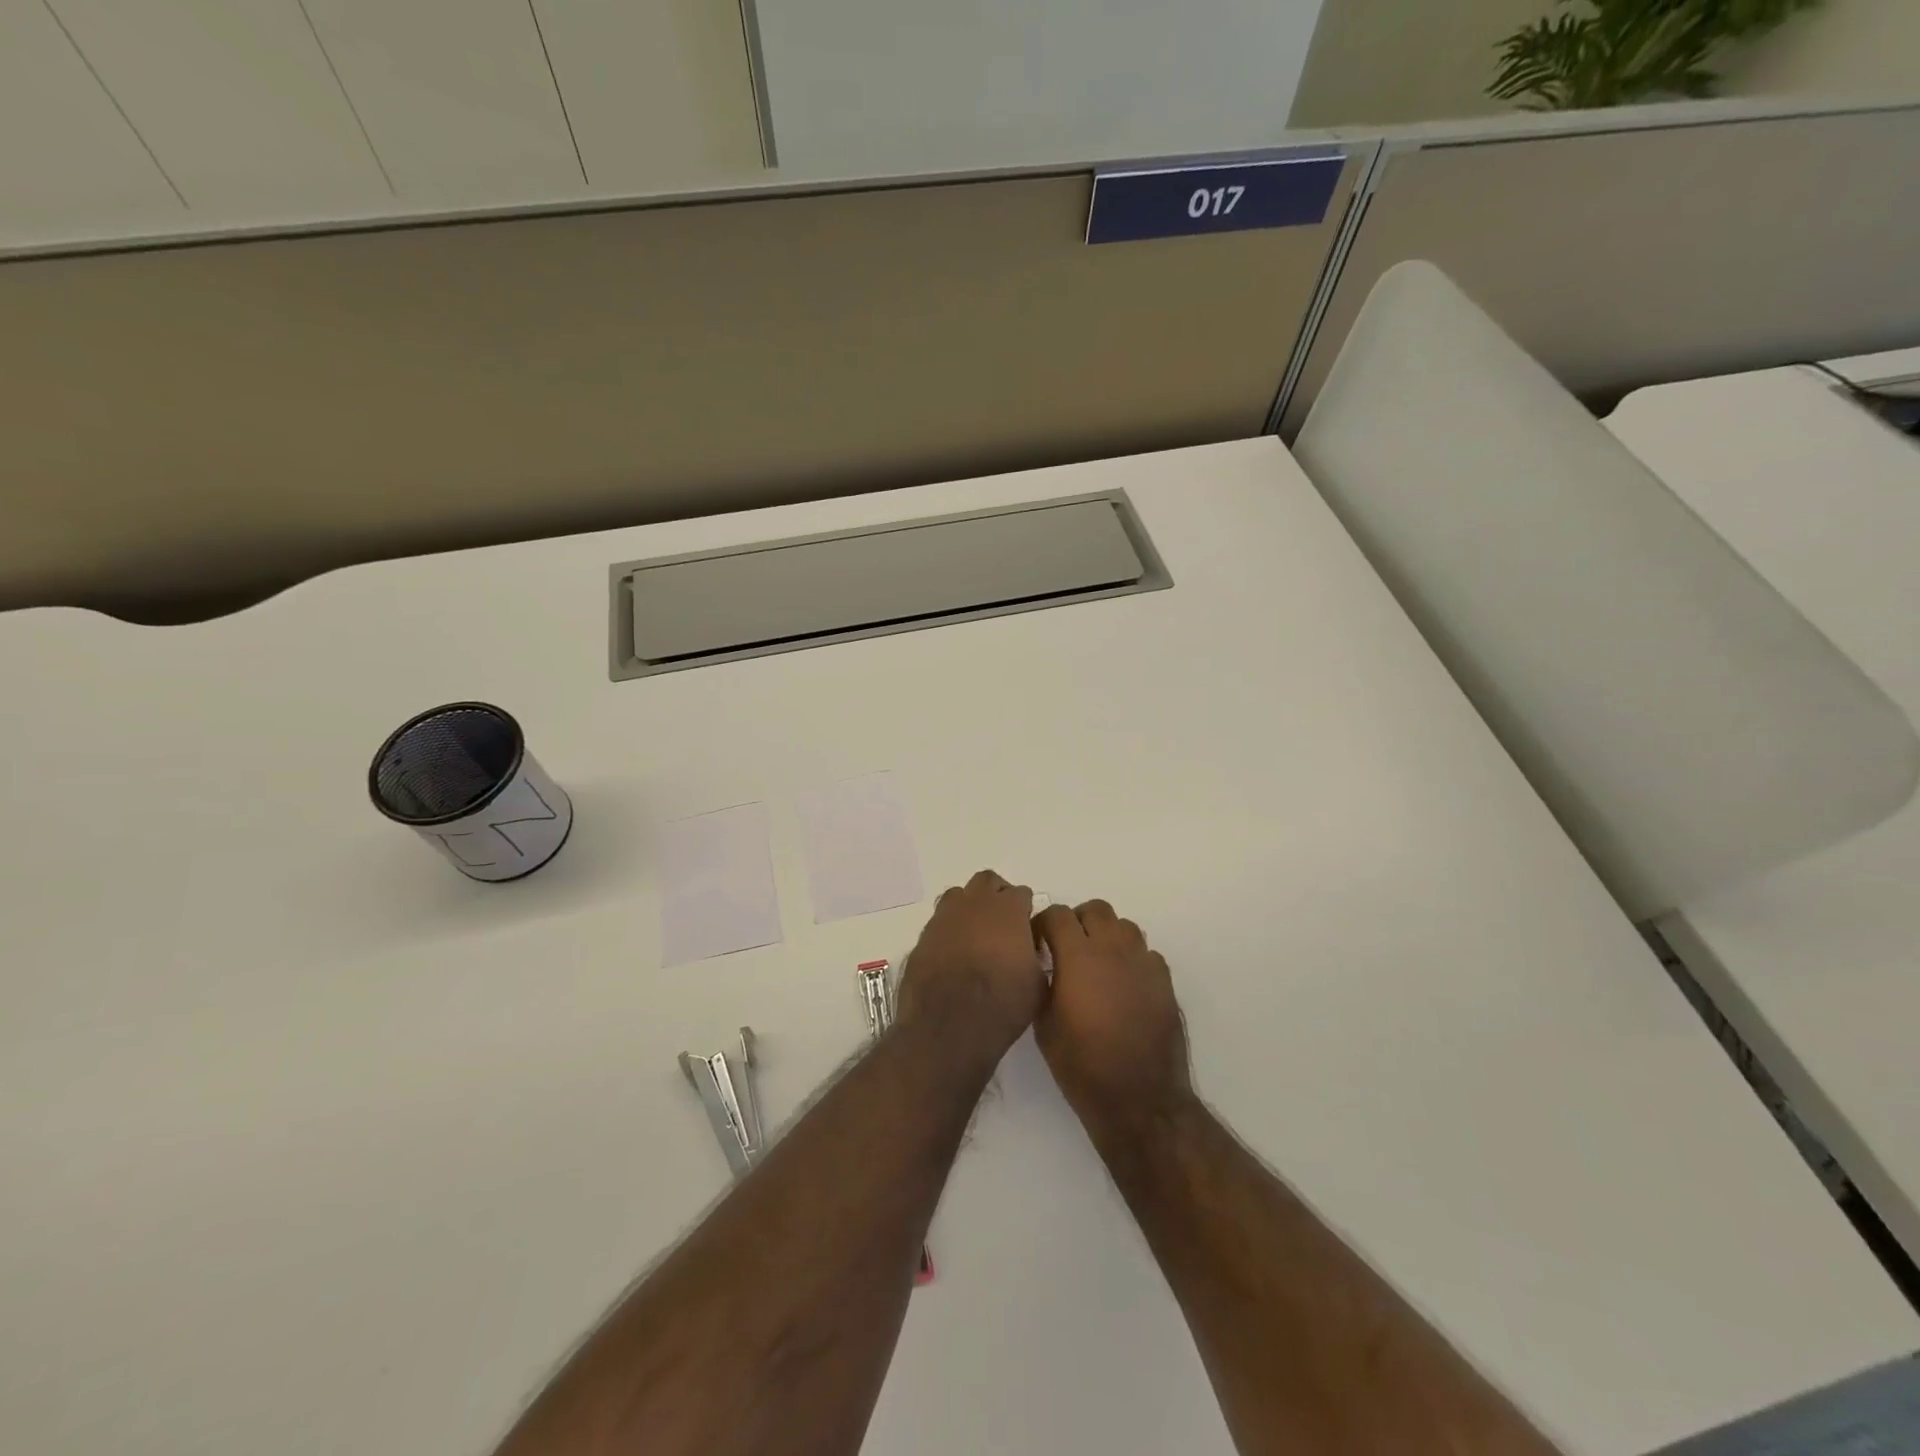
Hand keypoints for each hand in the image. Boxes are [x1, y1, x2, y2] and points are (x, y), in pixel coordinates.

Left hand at [897, 870, 1046, 1068]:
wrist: (948, 1027)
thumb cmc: (1002, 1005)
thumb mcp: (1038, 983)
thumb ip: (1035, 955)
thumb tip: (1029, 949)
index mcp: (1008, 909)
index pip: (1021, 893)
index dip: (1025, 910)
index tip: (1027, 928)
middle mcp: (975, 903)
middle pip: (987, 882)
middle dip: (997, 895)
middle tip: (1003, 923)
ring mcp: (945, 916)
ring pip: (959, 896)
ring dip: (970, 907)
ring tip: (976, 934)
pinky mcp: (923, 935)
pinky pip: (940, 921)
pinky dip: (949, 929)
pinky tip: (954, 953)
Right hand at [1034, 900, 1190, 1142]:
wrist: (1139, 1099)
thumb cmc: (1082, 1065)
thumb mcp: (1044, 1025)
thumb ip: (1043, 984)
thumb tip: (1044, 965)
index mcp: (1078, 956)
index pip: (1058, 914)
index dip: (1044, 925)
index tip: (1038, 944)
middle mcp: (1113, 949)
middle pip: (1095, 909)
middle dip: (1077, 922)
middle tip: (1067, 949)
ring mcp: (1143, 963)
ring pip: (1124, 926)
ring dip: (1107, 936)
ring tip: (1097, 964)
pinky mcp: (1165, 981)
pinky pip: (1146, 953)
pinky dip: (1131, 959)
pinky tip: (1123, 985)